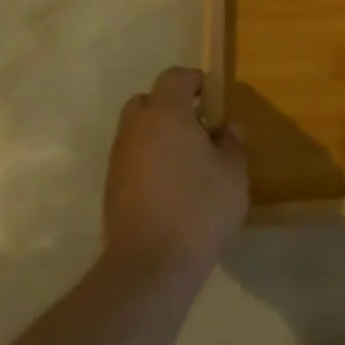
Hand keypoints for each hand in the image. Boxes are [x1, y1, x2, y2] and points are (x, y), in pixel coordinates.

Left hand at [103, 67, 248, 279]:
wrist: (149, 266)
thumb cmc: (199, 208)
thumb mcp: (233, 173)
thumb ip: (232, 143)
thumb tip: (226, 129)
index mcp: (166, 113)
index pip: (174, 77)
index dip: (194, 80)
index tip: (212, 96)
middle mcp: (136, 128)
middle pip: (148, 101)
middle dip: (171, 107)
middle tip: (198, 128)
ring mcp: (119, 159)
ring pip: (137, 131)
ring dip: (158, 136)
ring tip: (187, 161)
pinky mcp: (111, 188)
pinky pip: (132, 159)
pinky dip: (149, 161)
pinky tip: (171, 187)